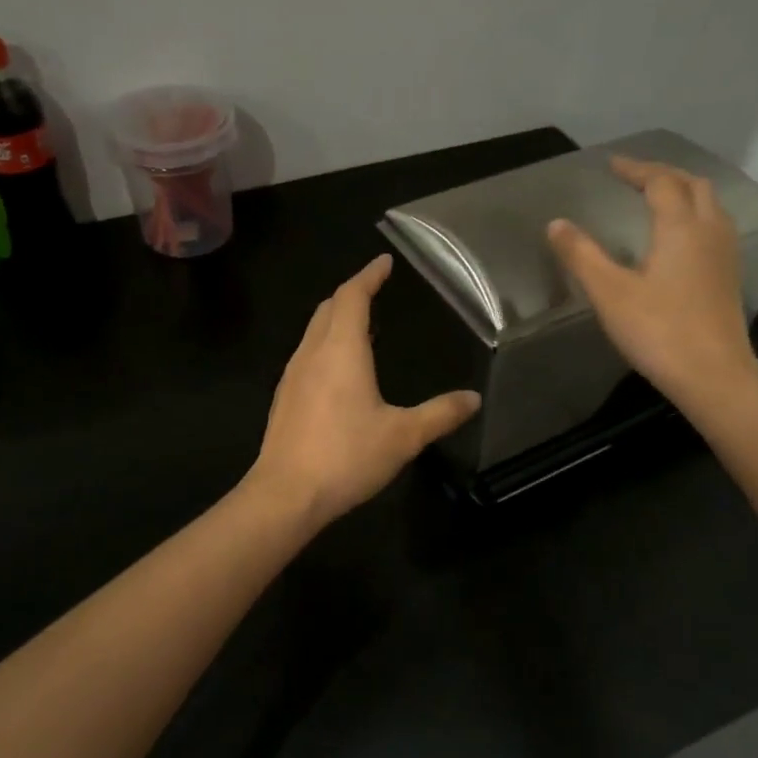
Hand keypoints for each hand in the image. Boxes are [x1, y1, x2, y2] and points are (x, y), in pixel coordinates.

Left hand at [247, 254, 481, 527]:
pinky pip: (307, 354)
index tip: (384, 262)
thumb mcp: (403, 436)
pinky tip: (339, 369)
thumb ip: (440, 414)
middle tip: (375, 289)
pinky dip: (326, 343)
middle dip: (351, 293)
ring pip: (314, 331)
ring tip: (362, 324)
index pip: (352, 296)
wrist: (285, 495)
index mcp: (341, 350)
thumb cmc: (346, 456)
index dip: (369, 276)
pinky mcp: (284, 398)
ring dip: (336, 318)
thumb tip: (473, 399)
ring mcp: (293, 375)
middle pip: (329, 308)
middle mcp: (312, 353)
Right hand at [547, 155, 757, 406]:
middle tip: (635, 177)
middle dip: (664, 174)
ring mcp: (725, 255)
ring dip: (684, 192)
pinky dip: (695, 215)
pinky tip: (679, 238)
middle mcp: (709, 232)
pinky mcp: (729, 277)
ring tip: (658, 199)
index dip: (635, 169)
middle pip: (693, 185)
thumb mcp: (609, 293)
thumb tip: (556, 223)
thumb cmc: (659, 331)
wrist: (714, 376)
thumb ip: (582, 255)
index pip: (660, 182)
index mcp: (680, 227)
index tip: (612, 165)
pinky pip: (715, 227)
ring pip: (711, 205)